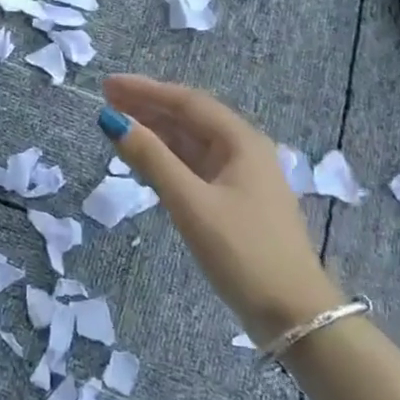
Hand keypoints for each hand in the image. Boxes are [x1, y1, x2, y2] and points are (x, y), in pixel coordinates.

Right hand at [97, 74, 339, 344]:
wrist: (294, 314)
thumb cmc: (242, 252)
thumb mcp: (191, 203)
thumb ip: (151, 159)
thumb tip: (112, 121)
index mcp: (241, 141)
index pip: (186, 101)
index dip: (145, 90)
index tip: (108, 85)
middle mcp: (243, 150)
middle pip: (189, 117)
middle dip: (147, 106)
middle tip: (106, 98)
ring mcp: (240, 176)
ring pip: (190, 142)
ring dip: (155, 130)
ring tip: (117, 122)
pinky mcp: (233, 201)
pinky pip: (194, 166)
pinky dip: (166, 157)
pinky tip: (144, 158)